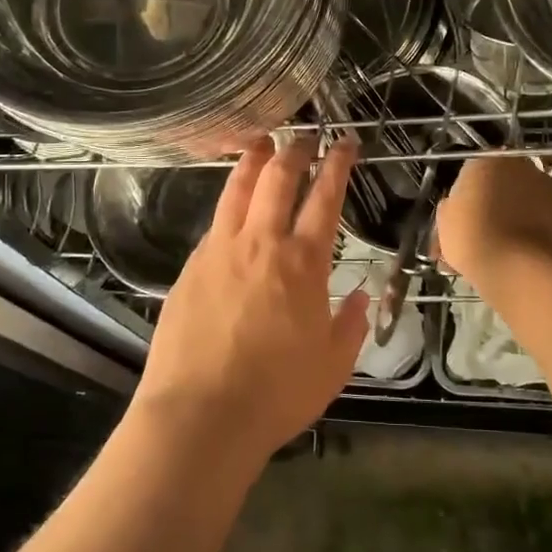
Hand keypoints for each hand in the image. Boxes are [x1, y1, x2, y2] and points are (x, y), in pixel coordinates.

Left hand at [136, 136, 368, 465]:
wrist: (200, 415)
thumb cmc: (277, 393)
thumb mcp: (332, 365)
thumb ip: (351, 325)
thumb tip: (361, 297)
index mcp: (302, 263)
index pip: (325, 198)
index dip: (337, 165)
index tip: (344, 143)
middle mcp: (260, 244)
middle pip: (277, 179)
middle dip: (294, 150)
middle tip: (303, 136)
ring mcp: (219, 252)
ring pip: (236, 190)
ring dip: (252, 161)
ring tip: (260, 143)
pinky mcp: (190, 268)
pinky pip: (214, 225)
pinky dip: (228, 206)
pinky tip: (231, 210)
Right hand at [434, 156, 551, 286]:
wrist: (518, 267)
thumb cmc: (473, 239)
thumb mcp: (445, 222)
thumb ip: (453, 207)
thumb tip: (460, 207)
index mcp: (485, 162)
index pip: (471, 174)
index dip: (467, 198)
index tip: (462, 219)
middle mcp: (520, 166)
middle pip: (503, 183)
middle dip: (495, 203)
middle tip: (484, 232)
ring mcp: (548, 187)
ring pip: (527, 199)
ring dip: (518, 215)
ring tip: (508, 247)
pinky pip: (546, 218)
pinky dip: (539, 229)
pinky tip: (528, 252)